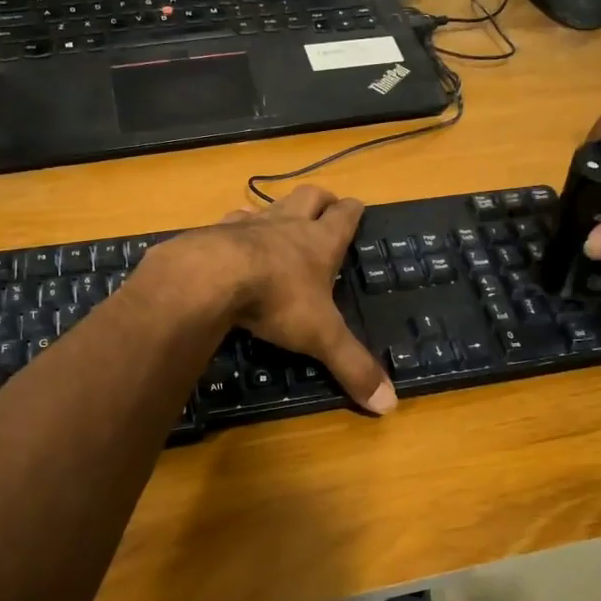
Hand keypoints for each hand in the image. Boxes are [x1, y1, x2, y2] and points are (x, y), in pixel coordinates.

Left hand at [172, 186, 395, 413]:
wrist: (211, 277)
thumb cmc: (277, 300)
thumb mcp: (321, 336)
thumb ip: (353, 366)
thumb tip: (390, 405)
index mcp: (320, 242)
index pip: (345, 215)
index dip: (353, 211)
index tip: (357, 208)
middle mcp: (287, 225)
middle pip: (310, 196)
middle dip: (321, 199)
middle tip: (326, 205)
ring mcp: (249, 224)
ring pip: (270, 205)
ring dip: (278, 210)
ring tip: (278, 223)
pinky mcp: (215, 232)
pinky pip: (230, 222)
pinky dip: (235, 228)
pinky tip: (230, 240)